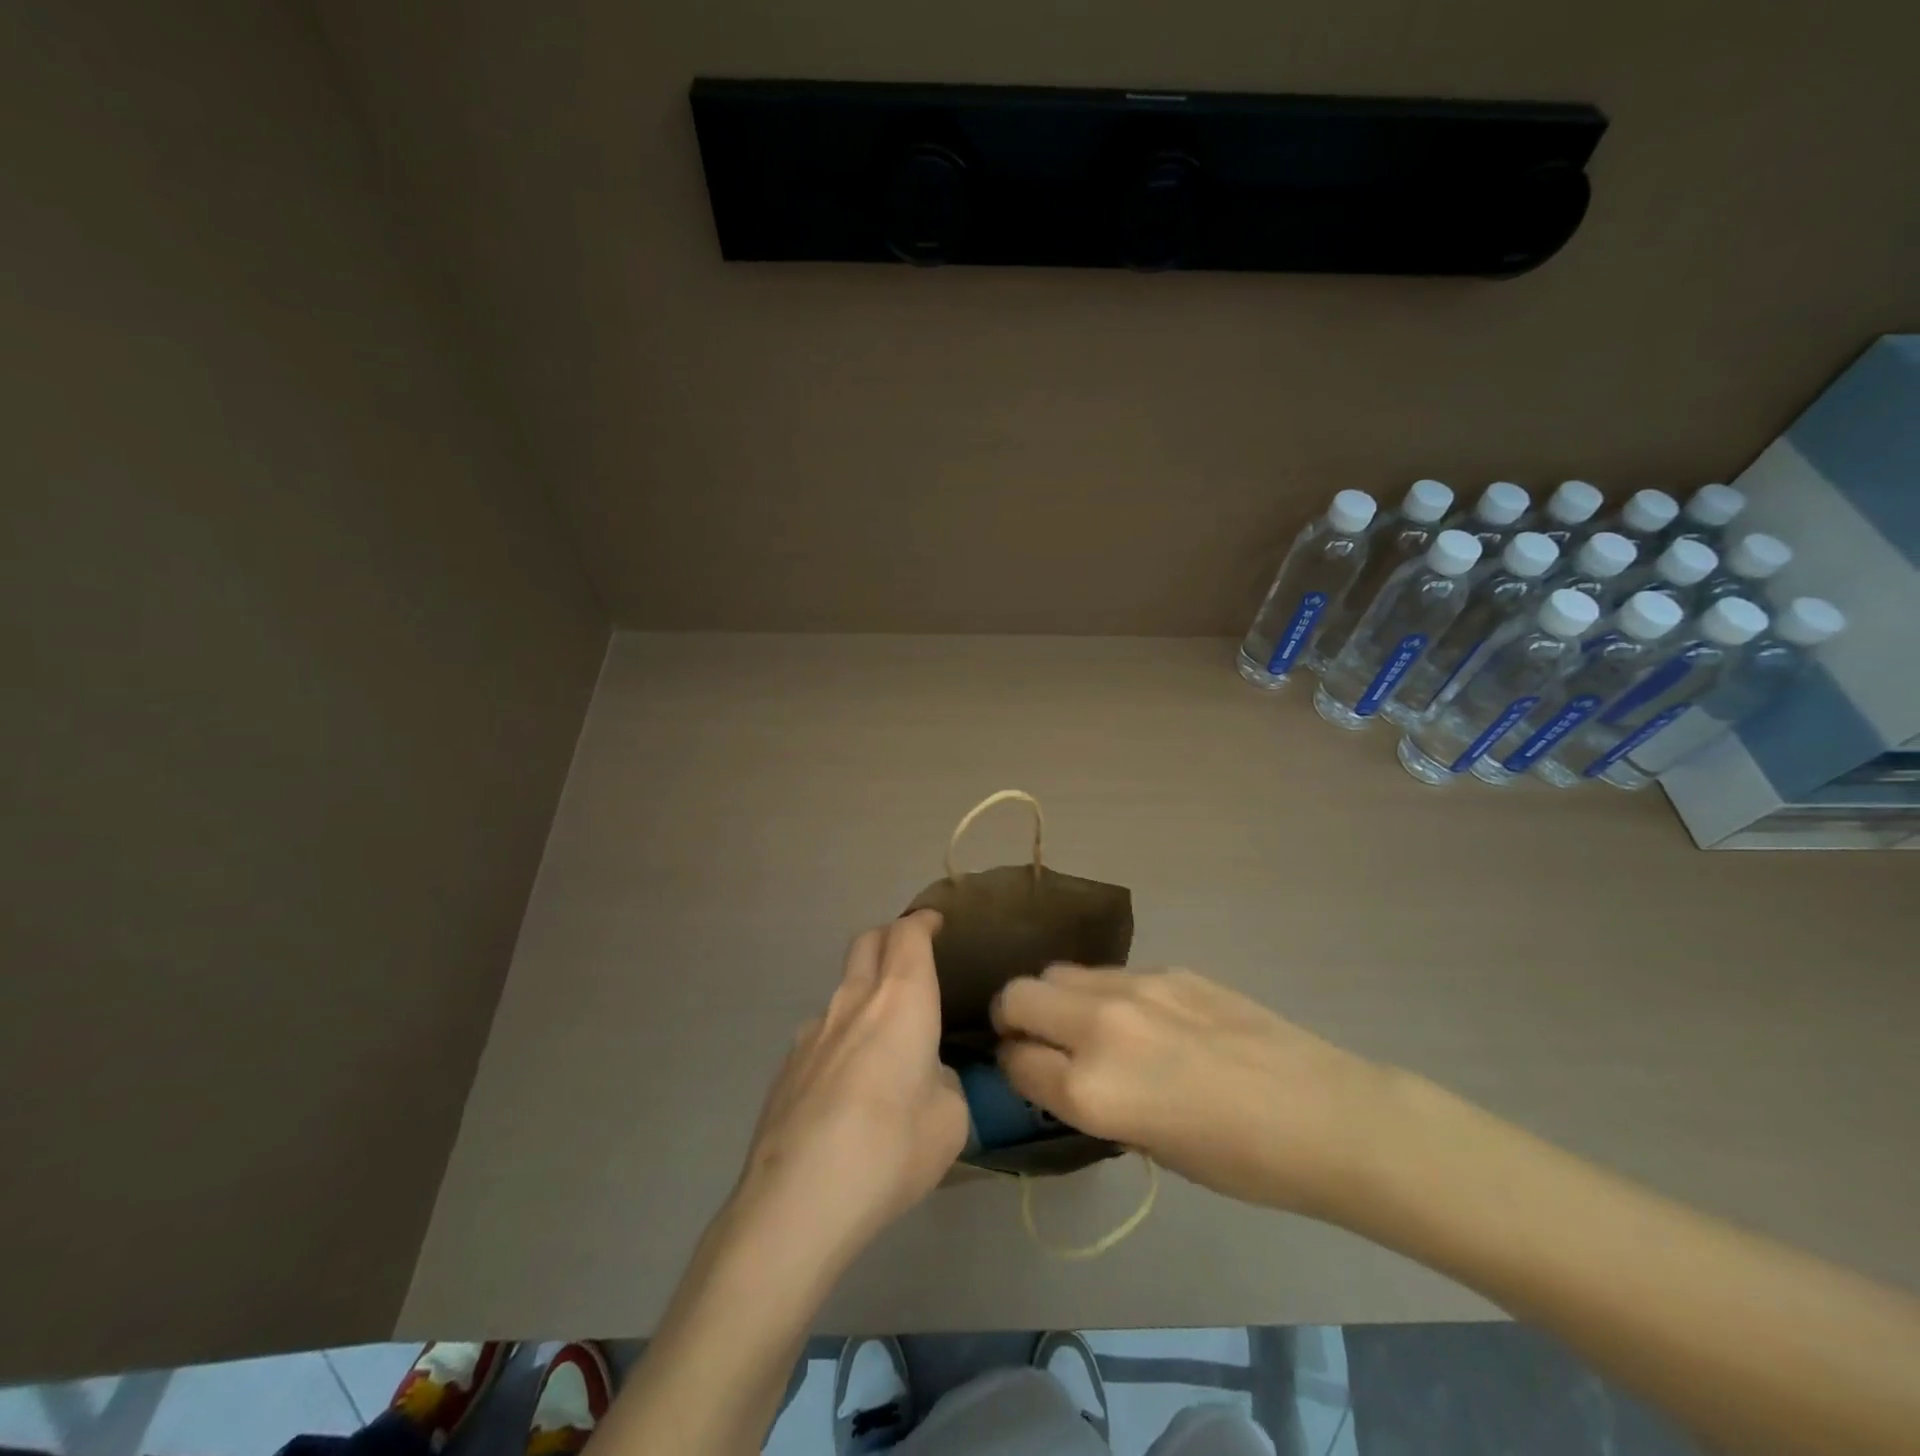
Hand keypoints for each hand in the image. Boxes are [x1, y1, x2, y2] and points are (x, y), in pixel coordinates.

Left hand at [733, 910, 969, 1266]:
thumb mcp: (950, 1120)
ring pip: (842, 988)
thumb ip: (944, 1083)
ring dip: (865, 992)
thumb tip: (927, 1077)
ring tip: (883, 1036)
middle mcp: (853, 1001)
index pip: (908, 935)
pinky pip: (822, 1032)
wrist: (797, 1201)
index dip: (923, 922)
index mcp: (901, 1000)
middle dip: (890, 937)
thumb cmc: (891, 1150)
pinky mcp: (787, 1066)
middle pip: (867, 942)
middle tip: (910, 956)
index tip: (935, 923)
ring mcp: (812, 1031)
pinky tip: (848, 1086)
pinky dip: (842, 1036)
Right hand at [992, 966, 1392, 1217]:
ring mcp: (1133, 987)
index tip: (1022, 1074)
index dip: (1012, 1070)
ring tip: (1081, 1023)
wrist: (1322, 1115)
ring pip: (1057, 972)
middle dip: (1013, 1018)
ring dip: (1053, 998)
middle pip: (1017, 995)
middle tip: (1033, 1039)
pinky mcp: (1166, 967)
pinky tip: (1139, 1018)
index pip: (1015, 1062)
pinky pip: (1108, 973)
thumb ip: (1091, 1102)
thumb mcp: (1146, 1145)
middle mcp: (1098, 1028)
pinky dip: (1102, 993)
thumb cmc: (1239, 1162)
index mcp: (1091, 1091)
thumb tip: (1062, 1075)